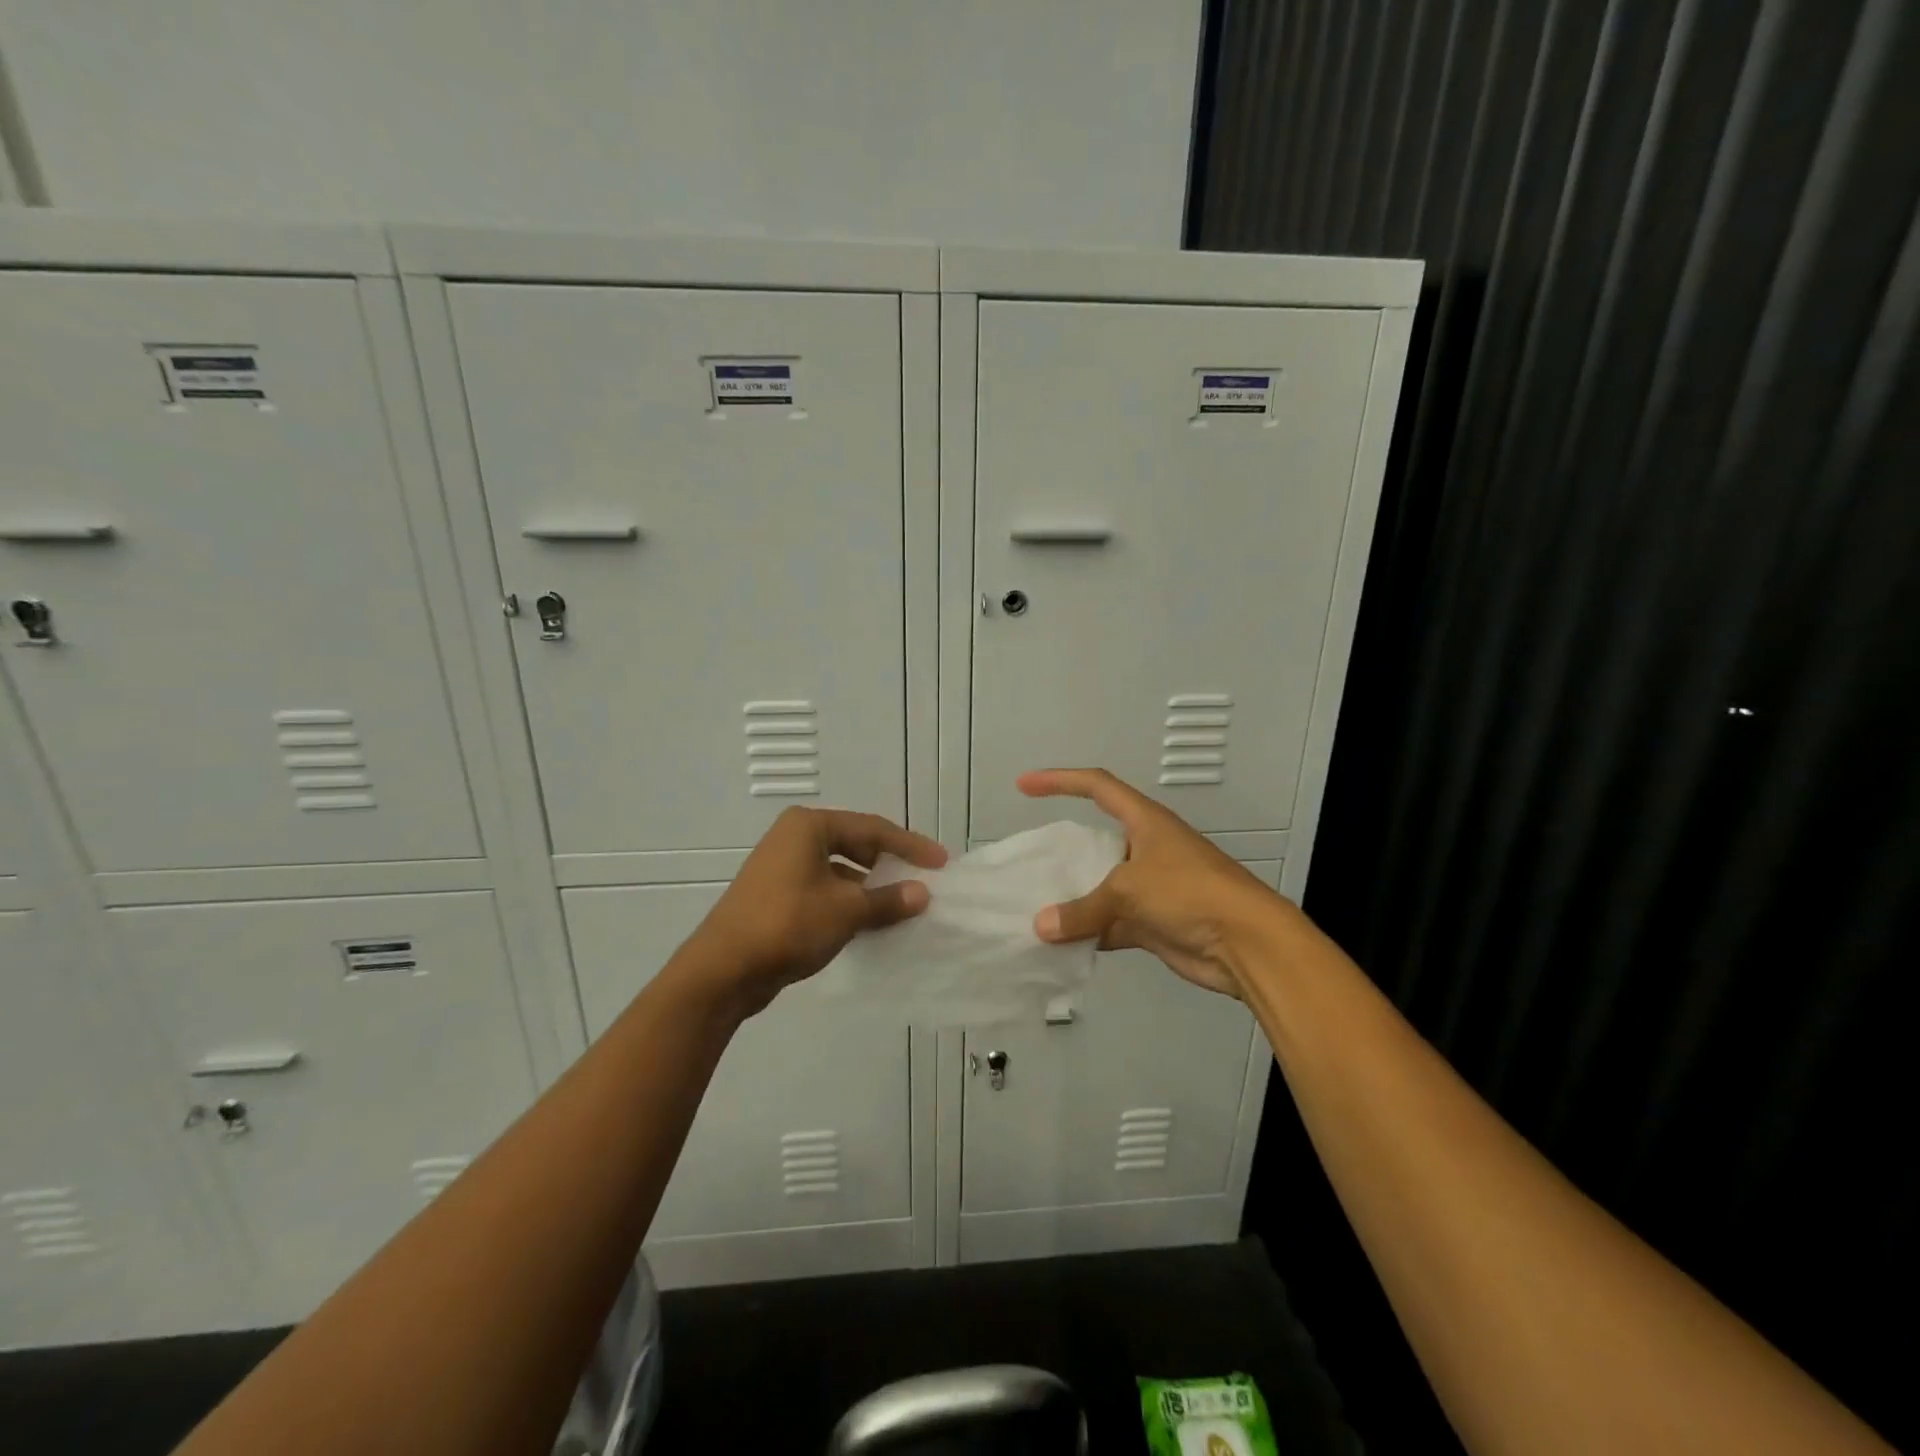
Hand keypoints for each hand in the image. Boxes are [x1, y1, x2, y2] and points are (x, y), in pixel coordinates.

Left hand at [678, 806, 946, 1016]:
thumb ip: (888, 900)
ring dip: (870, 888)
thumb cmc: (787, 925)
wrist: (722, 971)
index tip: (941, 862)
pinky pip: (824, 890)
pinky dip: (848, 903)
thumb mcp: (846, 911)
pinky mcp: (776, 896)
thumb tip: (922, 894)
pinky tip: (869, 923)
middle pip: (855, 845)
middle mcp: (793, 838)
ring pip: (840, 871)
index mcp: (809, 826)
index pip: (872, 829)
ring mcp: (781, 867)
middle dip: (889, 864)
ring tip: (901, 906)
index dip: (910, 846)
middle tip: (921, 881)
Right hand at [1022, 768, 1294, 996]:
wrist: (1247, 944)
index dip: (1059, 781)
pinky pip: (1111, 923)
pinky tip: (1061, 944)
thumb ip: (1082, 909)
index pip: (1096, 787)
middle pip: (1096, 841)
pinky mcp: (1154, 923)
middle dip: (1064, 852)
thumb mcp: (1128, 890)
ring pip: (1101, 887)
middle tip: (1029, 864)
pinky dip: (1089, 933)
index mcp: (1145, 821)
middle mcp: (1146, 848)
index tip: (1024, 785)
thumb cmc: (1190, 893)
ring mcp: (1151, 887)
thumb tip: (1041, 927)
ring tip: (1036, 907)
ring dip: (1075, 900)